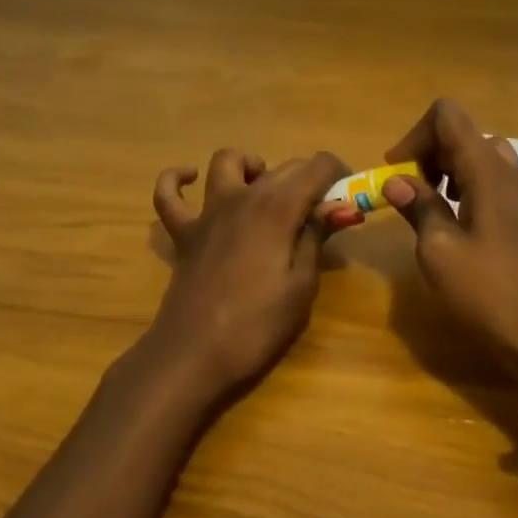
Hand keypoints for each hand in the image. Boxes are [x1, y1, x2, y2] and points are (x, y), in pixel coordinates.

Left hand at [146, 149, 355, 401]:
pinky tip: (191, 179)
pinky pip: (168, 194)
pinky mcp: (183, 232)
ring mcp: (208, 212)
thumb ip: (316, 237)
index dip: (338, 173)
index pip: (316, 167)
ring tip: (266, 190)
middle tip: (323, 211)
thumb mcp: (301, 285)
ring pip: (227, 162)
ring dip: (252, 166)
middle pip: (282, 166)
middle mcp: (242, 197)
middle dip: (309, 178)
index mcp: (277, 209)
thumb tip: (338, 207)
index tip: (349, 195)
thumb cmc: (257, 325)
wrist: (194, 355)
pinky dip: (177, 179)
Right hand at [382, 99, 517, 384]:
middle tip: (412, 194)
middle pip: (467, 136)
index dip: (416, 135)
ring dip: (458, 170)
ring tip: (441, 204)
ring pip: (490, 158)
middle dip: (432, 155)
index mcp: (485, 171)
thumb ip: (418, 207)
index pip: (449, 117)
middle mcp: (510, 174)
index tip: (396, 172)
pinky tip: (483, 213)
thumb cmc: (487, 292)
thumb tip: (396, 179)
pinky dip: (494, 189)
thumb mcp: (438, 249)